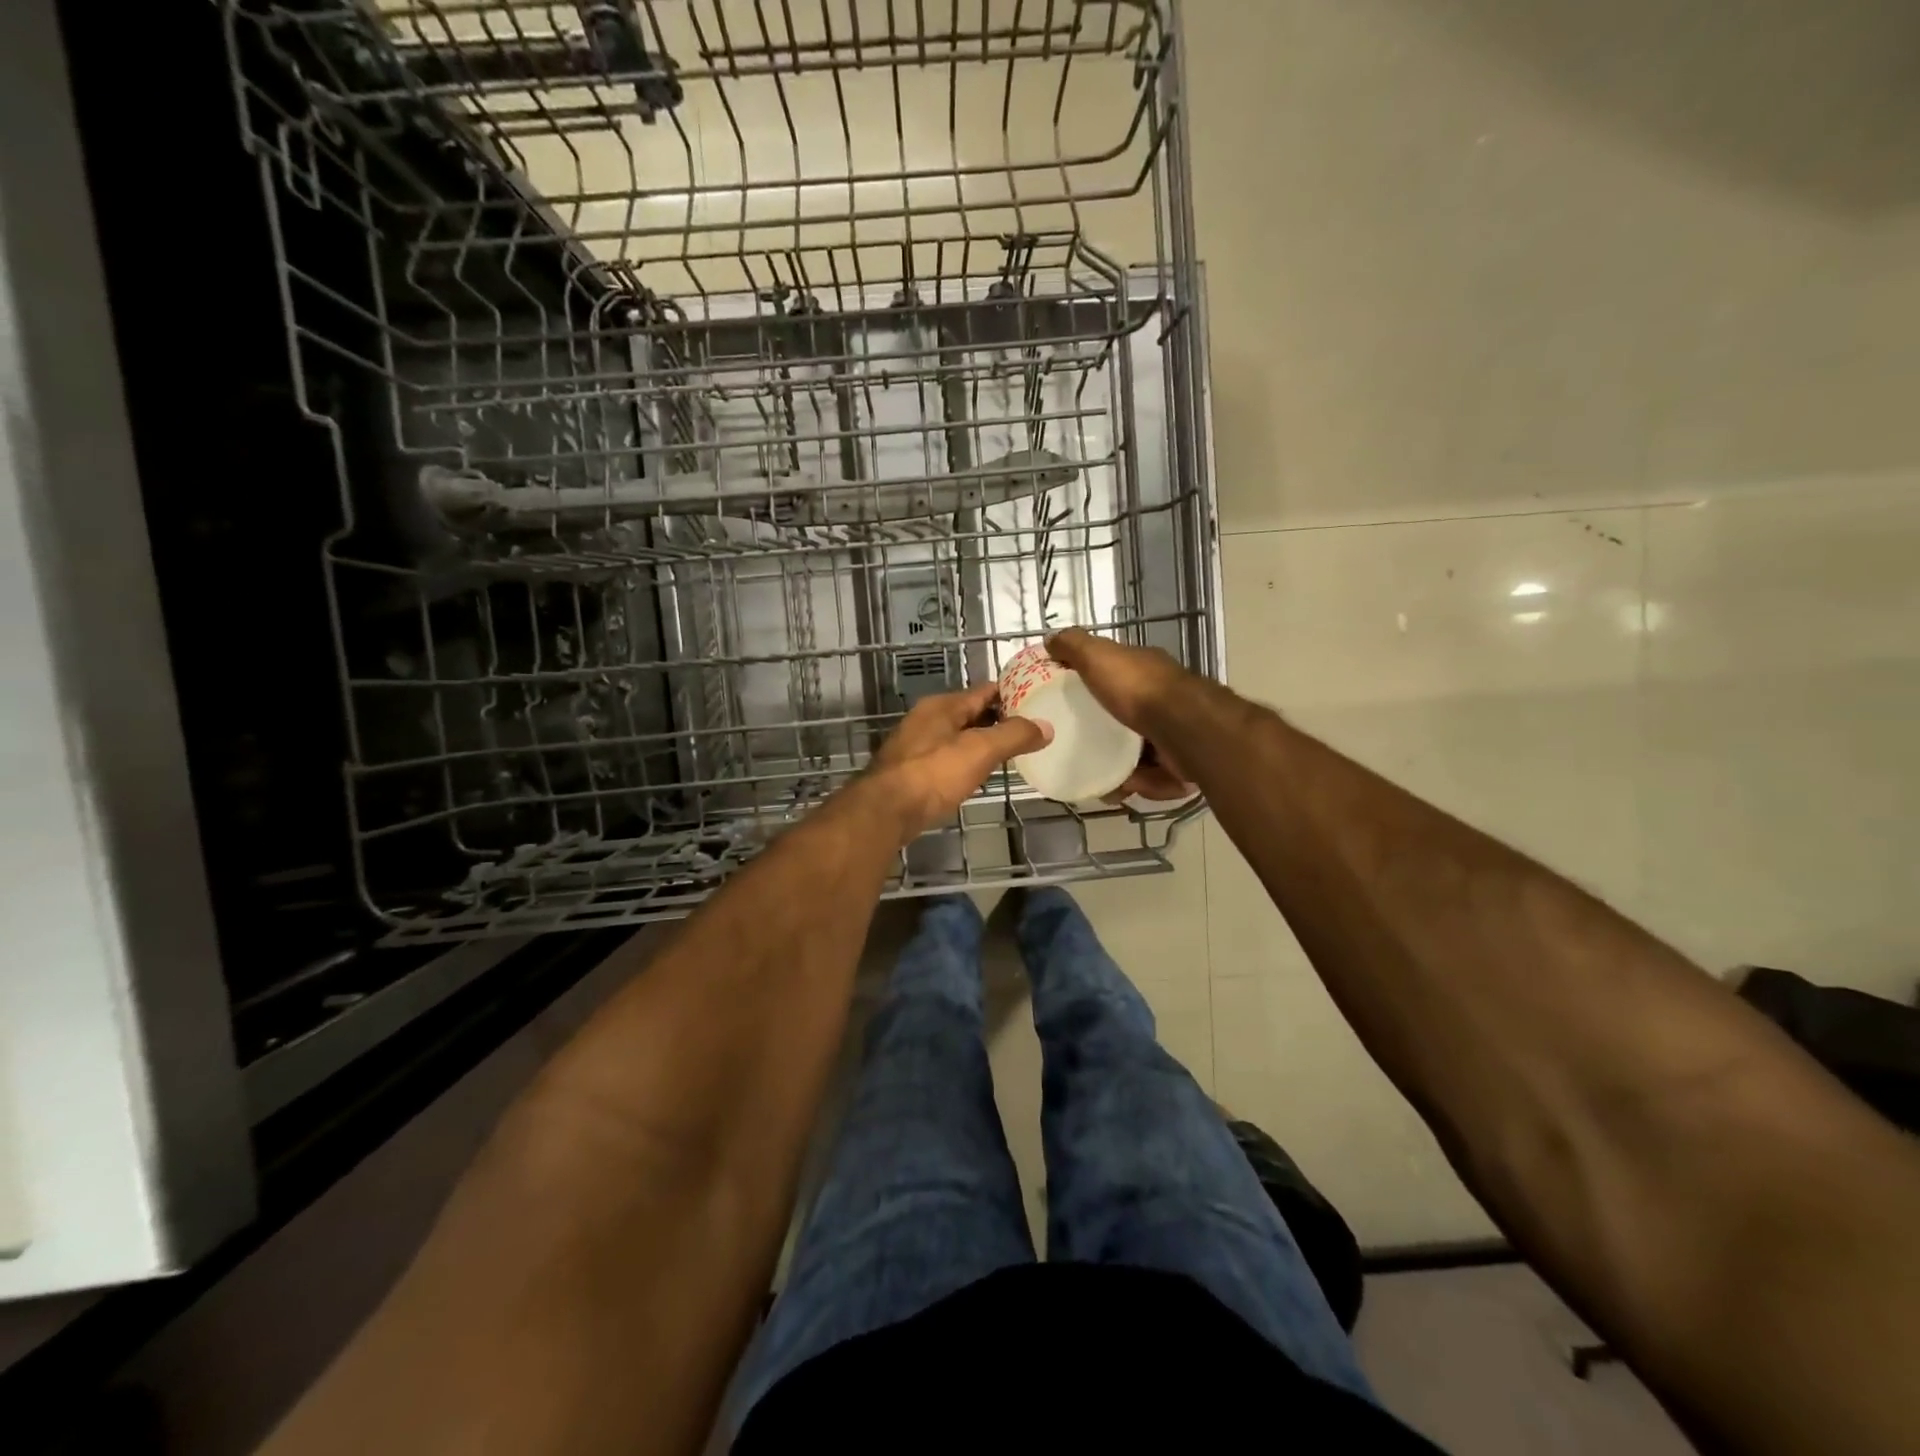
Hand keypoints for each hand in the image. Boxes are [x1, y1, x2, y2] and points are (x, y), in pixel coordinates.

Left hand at [862, 683, 1050, 841]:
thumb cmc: (934, 773)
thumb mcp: (980, 750)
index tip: (1039, 702)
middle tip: (1031, 731)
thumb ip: (1013, 735)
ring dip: (982, 743)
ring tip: (1011, 754)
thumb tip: (1046, 726)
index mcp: (943, 706)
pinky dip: (965, 762)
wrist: (885, 811)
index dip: (1013, 693)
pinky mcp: (911, 772)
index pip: (985, 690)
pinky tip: (978, 776)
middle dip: (999, 720)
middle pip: (971, 713)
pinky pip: (946, 759)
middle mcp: (927, 719)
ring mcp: (915, 745)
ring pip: (958, 737)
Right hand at [1044, 628, 1195, 801]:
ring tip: (1103, 782)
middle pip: (1124, 722)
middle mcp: (1163, 699)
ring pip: (1138, 755)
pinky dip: (1141, 784)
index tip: (1068, 709)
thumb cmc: (1139, 689)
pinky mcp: (1182, 762)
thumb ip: (1074, 646)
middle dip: (1104, 743)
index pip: (1114, 678)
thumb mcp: (1098, 656)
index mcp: (1145, 671)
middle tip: (1082, 756)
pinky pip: (1154, 777)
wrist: (1185, 729)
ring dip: (1121, 771)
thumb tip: (1051, 638)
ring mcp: (1174, 731)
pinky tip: (1126, 787)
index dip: (1092, 691)